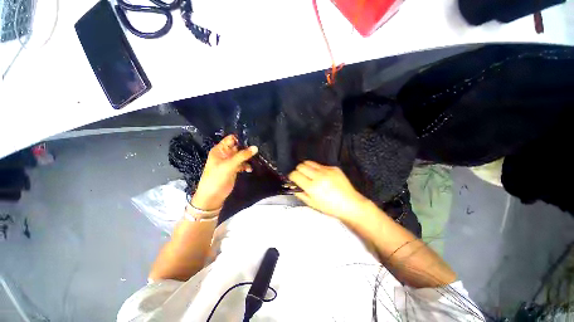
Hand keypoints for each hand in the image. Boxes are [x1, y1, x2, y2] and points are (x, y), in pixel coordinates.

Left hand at [191, 135, 257, 210]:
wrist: (213, 196)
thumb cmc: (217, 177)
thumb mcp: (229, 165)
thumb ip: (242, 155)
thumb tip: (256, 147)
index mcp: (220, 150)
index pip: (231, 139)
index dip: (241, 138)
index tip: (253, 138)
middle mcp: (225, 154)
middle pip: (238, 147)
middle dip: (247, 147)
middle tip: (258, 148)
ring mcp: (230, 162)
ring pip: (241, 155)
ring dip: (248, 157)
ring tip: (256, 159)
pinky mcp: (234, 169)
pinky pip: (242, 164)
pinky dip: (246, 165)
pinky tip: (249, 169)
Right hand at [288, 161, 368, 220]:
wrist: (350, 204)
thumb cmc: (332, 207)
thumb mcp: (312, 204)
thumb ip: (300, 194)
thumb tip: (294, 186)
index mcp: (312, 187)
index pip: (295, 175)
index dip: (291, 176)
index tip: (292, 178)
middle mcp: (319, 176)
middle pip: (301, 166)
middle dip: (298, 170)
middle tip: (300, 176)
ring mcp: (327, 171)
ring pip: (309, 162)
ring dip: (306, 167)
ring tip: (309, 174)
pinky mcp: (333, 168)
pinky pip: (320, 165)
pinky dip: (317, 169)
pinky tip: (321, 176)